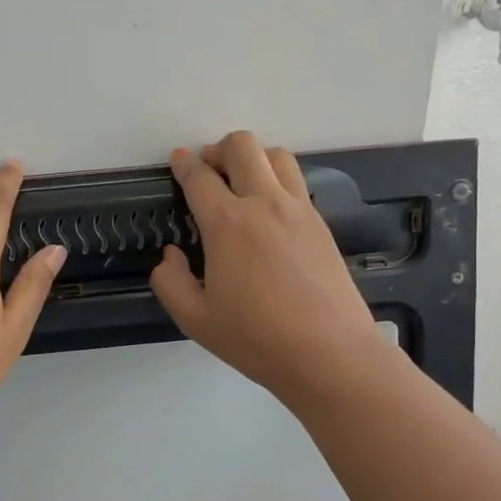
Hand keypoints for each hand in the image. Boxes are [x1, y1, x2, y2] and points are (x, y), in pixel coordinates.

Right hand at [151, 131, 385, 406]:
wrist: (329, 354)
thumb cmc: (256, 339)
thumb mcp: (195, 320)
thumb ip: (171, 283)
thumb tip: (170, 256)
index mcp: (227, 223)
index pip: (199, 177)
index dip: (183, 164)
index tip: (177, 161)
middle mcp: (264, 204)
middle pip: (242, 146)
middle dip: (218, 149)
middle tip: (208, 171)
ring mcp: (299, 210)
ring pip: (277, 155)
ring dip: (253, 159)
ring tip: (241, 184)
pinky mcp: (321, 224)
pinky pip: (297, 182)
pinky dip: (277, 181)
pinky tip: (269, 211)